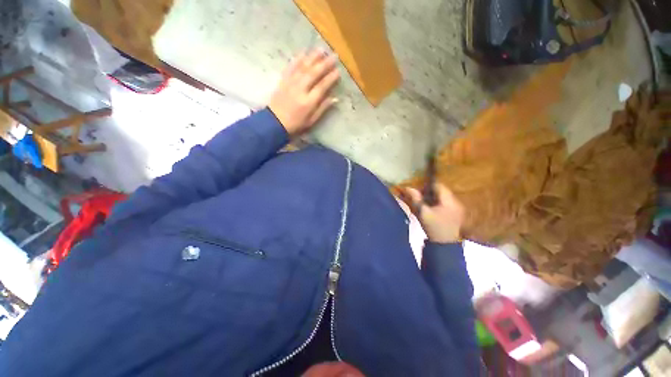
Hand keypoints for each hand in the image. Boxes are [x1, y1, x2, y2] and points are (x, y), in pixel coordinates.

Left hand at [268, 50, 339, 135]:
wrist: (274, 122)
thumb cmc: (296, 124)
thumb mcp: (311, 121)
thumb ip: (322, 108)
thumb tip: (334, 99)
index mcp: (308, 102)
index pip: (322, 86)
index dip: (331, 78)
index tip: (338, 71)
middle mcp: (300, 89)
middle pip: (314, 73)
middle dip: (325, 64)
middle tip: (334, 56)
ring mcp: (290, 83)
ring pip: (303, 67)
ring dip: (313, 57)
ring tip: (321, 49)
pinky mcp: (283, 80)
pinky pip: (291, 67)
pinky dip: (297, 59)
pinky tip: (303, 52)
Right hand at [402, 184, 464, 243]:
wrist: (445, 245)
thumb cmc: (434, 227)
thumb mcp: (423, 212)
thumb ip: (416, 199)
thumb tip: (408, 188)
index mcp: (449, 201)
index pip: (439, 186)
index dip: (427, 187)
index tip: (419, 193)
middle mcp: (456, 202)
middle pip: (441, 191)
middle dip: (429, 193)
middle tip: (420, 199)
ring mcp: (457, 208)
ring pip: (443, 197)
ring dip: (433, 198)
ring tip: (424, 204)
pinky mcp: (456, 213)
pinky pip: (446, 203)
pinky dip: (437, 204)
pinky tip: (431, 210)